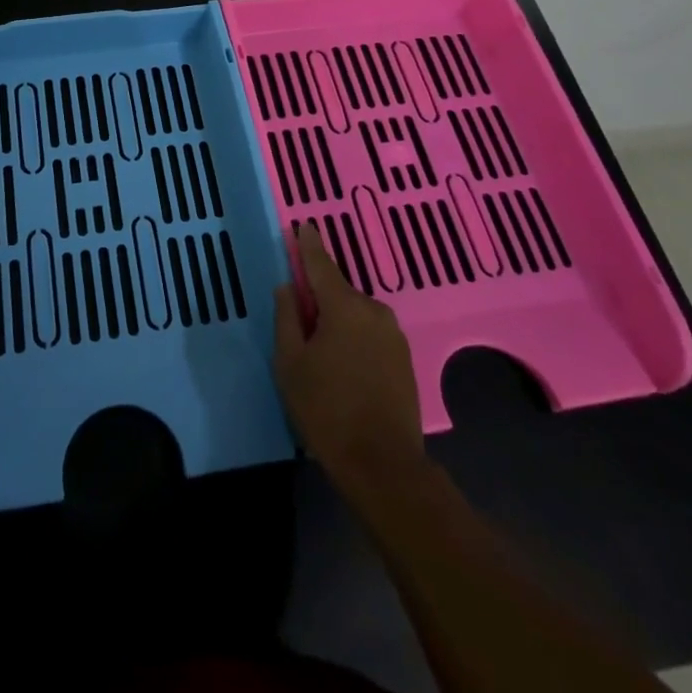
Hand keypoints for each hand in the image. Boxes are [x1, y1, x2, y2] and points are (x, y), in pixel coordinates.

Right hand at [273, 222, 424, 493]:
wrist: (384, 466)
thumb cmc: (327, 410)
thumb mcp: (290, 364)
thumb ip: (286, 318)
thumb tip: (288, 288)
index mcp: (344, 306)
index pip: (320, 264)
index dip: (308, 245)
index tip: (303, 225)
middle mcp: (373, 310)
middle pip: (338, 292)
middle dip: (318, 298)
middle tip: (298, 322)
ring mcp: (394, 335)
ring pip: (355, 315)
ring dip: (337, 321)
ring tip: (319, 353)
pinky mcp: (404, 359)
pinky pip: (370, 334)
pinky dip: (354, 338)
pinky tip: (343, 366)